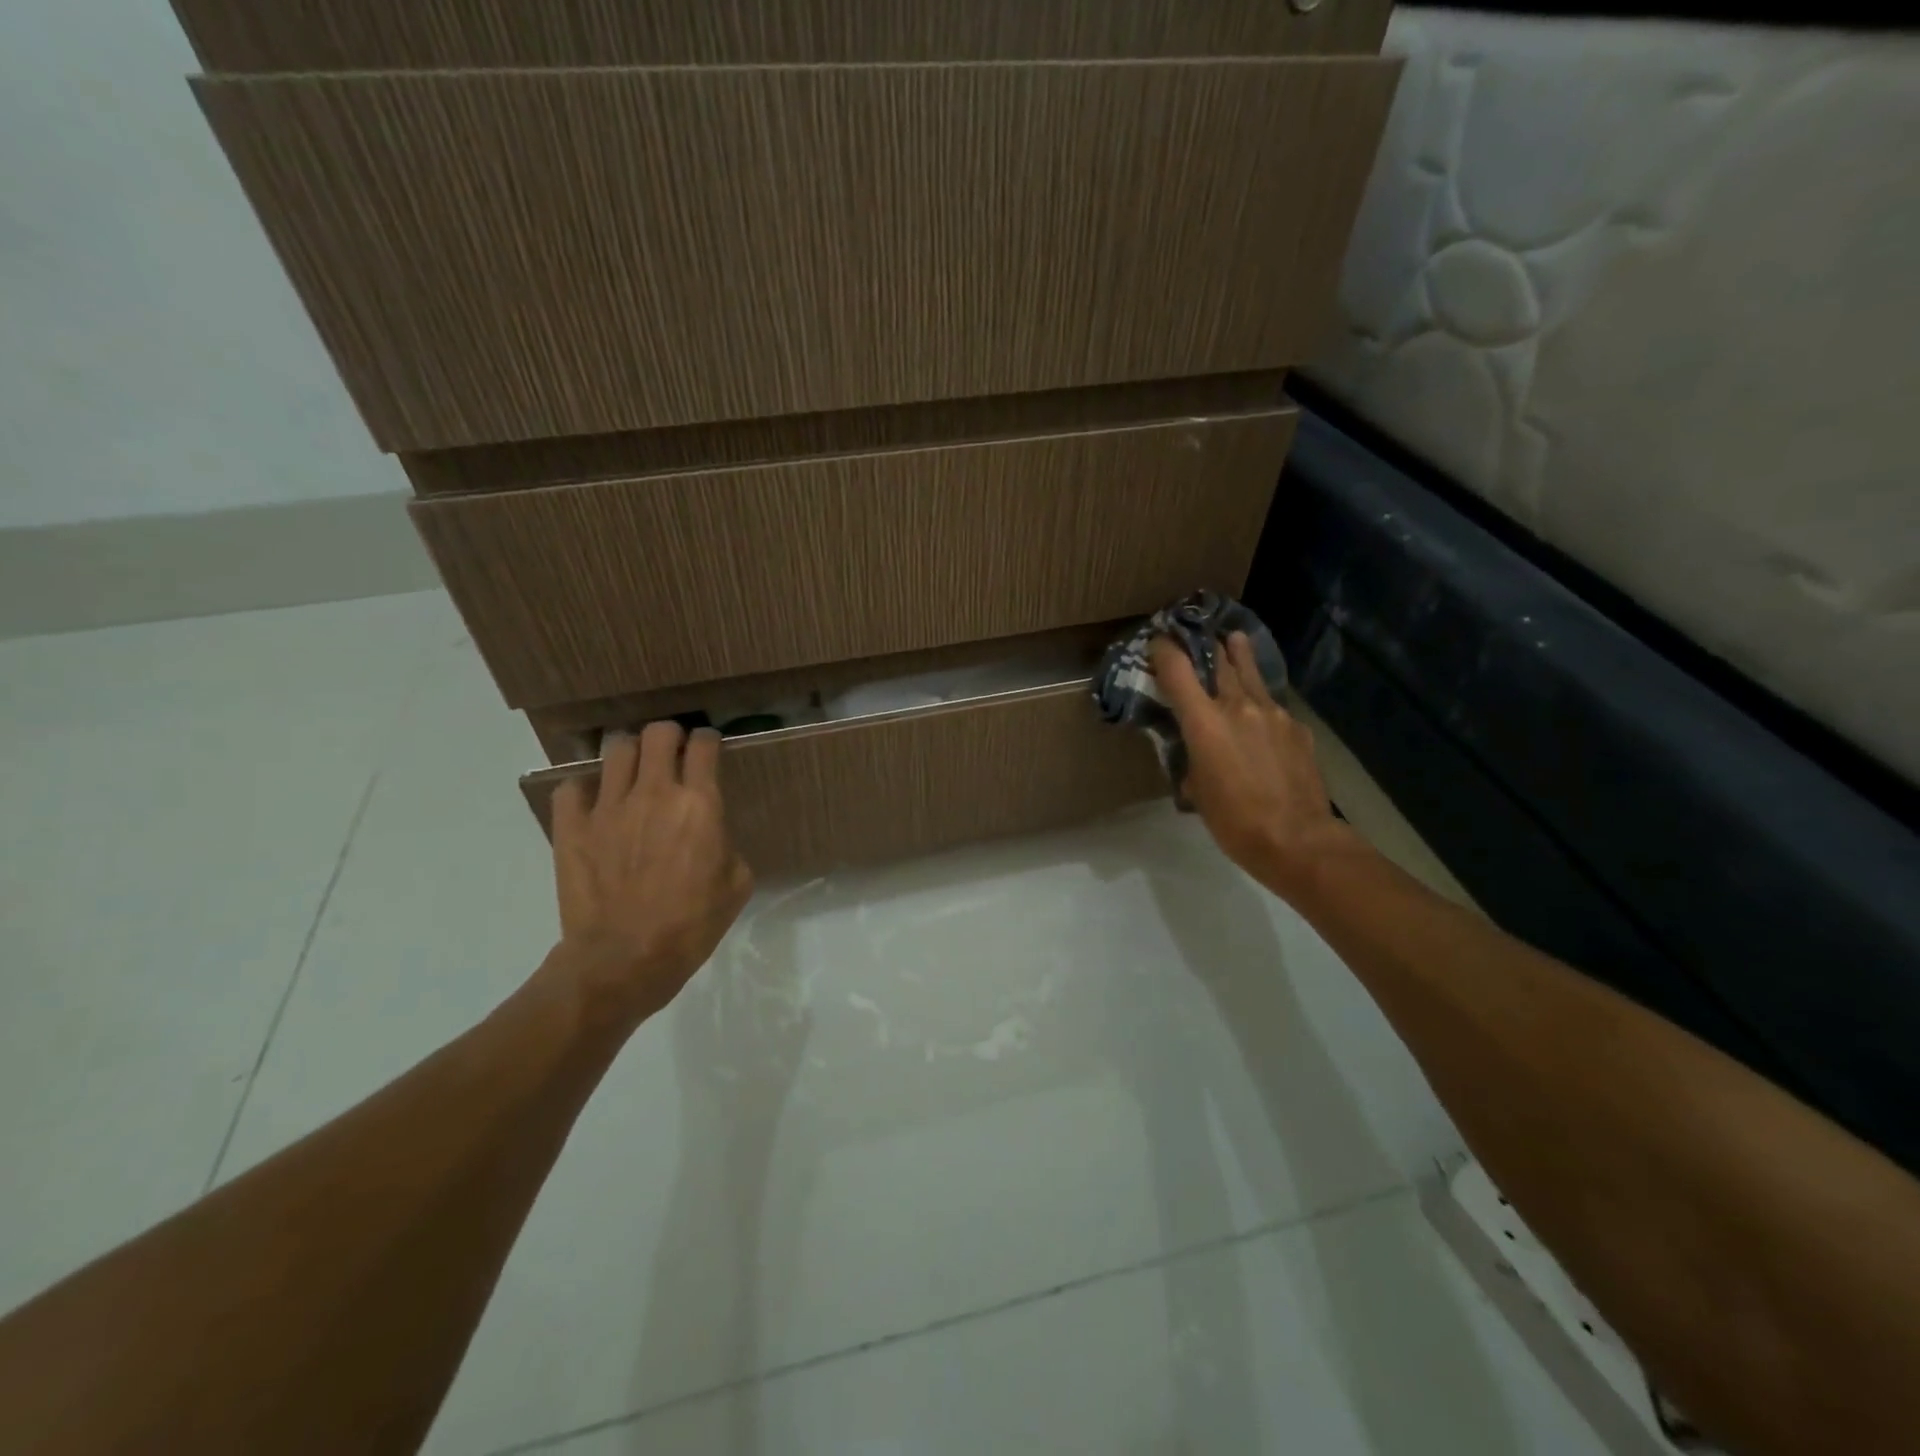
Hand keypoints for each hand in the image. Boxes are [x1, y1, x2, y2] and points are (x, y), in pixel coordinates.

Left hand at [548, 721, 753, 1024]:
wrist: (624, 960)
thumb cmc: (690, 925)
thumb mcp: (736, 886)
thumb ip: (727, 845)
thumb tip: (713, 836)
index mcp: (699, 804)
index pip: (703, 746)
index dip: (708, 740)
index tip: (708, 748)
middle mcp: (654, 793)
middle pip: (658, 733)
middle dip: (669, 735)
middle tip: (672, 753)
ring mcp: (608, 807)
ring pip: (616, 749)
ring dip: (630, 754)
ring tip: (633, 772)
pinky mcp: (572, 827)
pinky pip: (572, 787)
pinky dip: (584, 790)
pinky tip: (593, 805)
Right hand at [1149, 632, 1353, 898]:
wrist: (1296, 839)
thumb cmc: (1233, 821)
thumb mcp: (1196, 790)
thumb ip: (1192, 758)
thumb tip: (1197, 751)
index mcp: (1205, 722)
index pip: (1177, 669)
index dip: (1164, 649)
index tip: (1157, 641)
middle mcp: (1238, 706)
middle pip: (1220, 660)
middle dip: (1205, 645)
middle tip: (1197, 633)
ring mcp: (1273, 713)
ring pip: (1251, 674)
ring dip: (1239, 656)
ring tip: (1235, 639)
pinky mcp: (1296, 727)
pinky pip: (1273, 706)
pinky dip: (1261, 702)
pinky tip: (1261, 713)